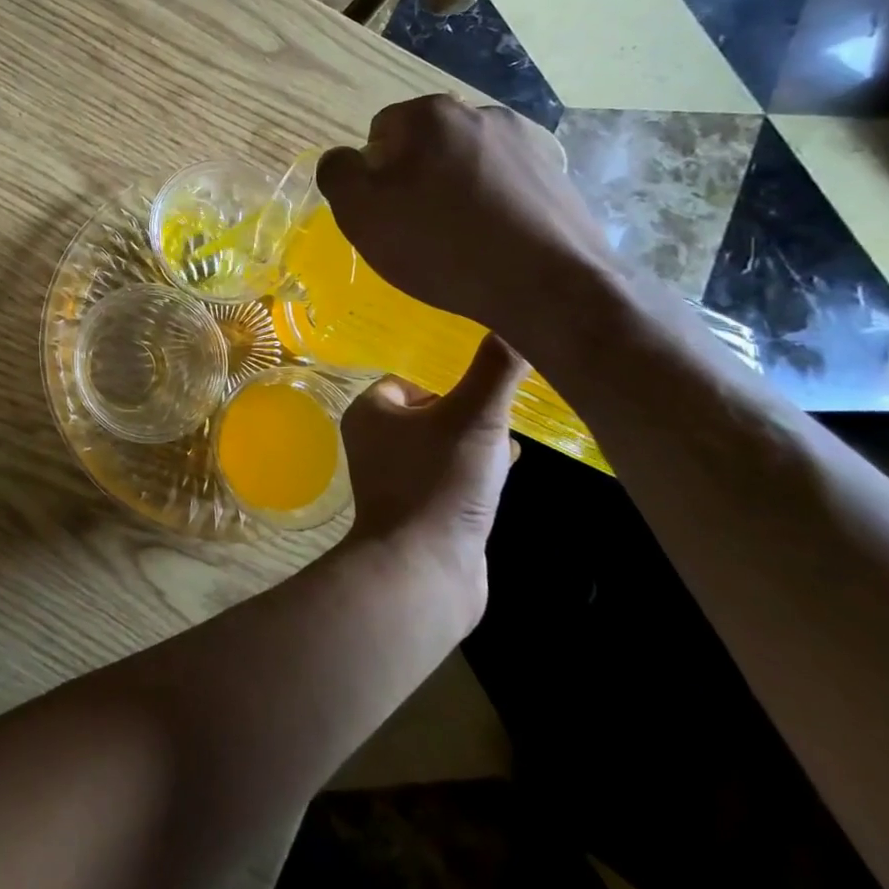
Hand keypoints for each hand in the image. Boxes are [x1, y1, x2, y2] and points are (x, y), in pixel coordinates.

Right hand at [315, 94, 616, 348]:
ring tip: (458, 241)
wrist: (547, 286)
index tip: (385, 214)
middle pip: (426, 146)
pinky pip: (504, 186)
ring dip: (455, 191)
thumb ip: (337, 173)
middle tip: (416, 230)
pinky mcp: (557, 176)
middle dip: (416, 179)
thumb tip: (344, 159)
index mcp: (430, 114)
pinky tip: (493, 245)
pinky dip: (492, 207)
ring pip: (466, 165)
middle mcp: (481, 113)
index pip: (381, 133)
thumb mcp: (360, 213)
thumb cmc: (439, 244)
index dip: (374, 175)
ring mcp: (527, 143)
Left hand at [338, 334, 527, 620]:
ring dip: (477, 441)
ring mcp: (395, 477)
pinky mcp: (419, 509)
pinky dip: (476, 471)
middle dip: (469, 410)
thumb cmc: (439, 482)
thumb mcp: (474, 417)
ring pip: (443, 444)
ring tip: (512, 441)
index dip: (450, 379)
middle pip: (431, 410)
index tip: (488, 385)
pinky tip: (507, 474)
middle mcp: (375, 441)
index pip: (411, 378)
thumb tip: (517, 318)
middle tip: (506, 412)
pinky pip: (450, 476)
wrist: (425, 571)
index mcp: (371, 410)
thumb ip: (496, 369)